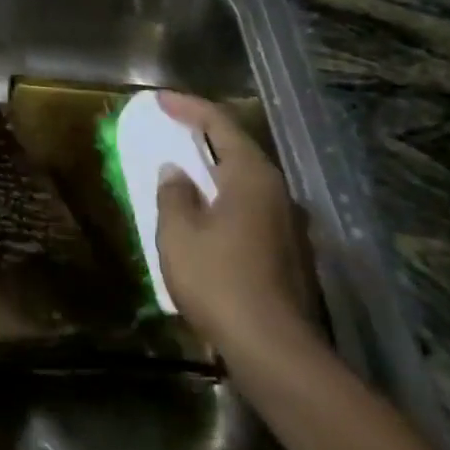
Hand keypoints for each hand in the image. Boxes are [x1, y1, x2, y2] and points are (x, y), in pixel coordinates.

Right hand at [154, 93, 320, 374]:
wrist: (274, 351)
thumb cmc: (219, 281)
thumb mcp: (179, 234)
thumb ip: (173, 195)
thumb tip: (175, 172)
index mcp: (252, 177)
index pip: (219, 124)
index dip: (188, 107)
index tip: (159, 99)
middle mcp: (278, 192)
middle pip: (238, 150)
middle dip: (203, 136)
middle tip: (172, 129)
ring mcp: (289, 225)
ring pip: (246, 183)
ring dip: (215, 171)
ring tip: (185, 171)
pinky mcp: (290, 254)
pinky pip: (251, 209)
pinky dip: (225, 200)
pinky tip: (206, 216)